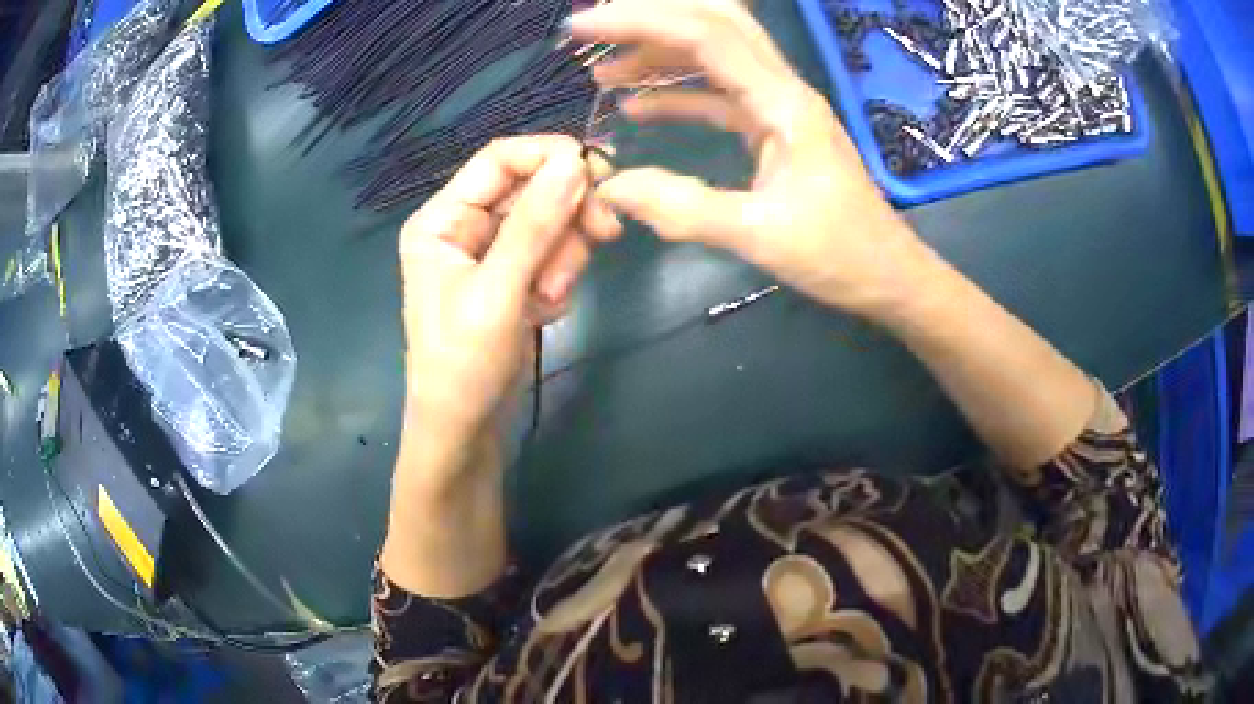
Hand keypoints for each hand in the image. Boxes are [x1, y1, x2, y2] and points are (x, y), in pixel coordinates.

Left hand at [397, 135, 620, 489]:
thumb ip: (535, 224)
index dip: (550, 155)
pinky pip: (552, 254)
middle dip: (566, 216)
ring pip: (549, 222)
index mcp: (443, 219)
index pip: (500, 159)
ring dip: (564, 254)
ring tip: (551, 297)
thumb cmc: (464, 364)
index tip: (601, 172)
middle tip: (604, 235)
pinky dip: (559, 278)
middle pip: (532, 189)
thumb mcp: (497, 292)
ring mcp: (491, 253)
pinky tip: (544, 313)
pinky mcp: (513, 278)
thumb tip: (576, 163)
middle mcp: (465, 226)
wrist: (464, 431)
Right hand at [570, 0, 926, 317]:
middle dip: (652, 19)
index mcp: (782, 102)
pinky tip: (638, 108)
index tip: (582, 27)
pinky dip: (677, 93)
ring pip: (715, 56)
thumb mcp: (759, 235)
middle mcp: (781, 89)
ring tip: (604, 73)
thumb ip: (683, 209)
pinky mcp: (774, 129)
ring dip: (659, 54)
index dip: (639, 22)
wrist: (887, 275)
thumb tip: (610, 189)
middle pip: (715, 23)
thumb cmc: (838, 254)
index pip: (705, 34)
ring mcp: (779, 106)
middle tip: (595, 33)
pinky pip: (719, 95)